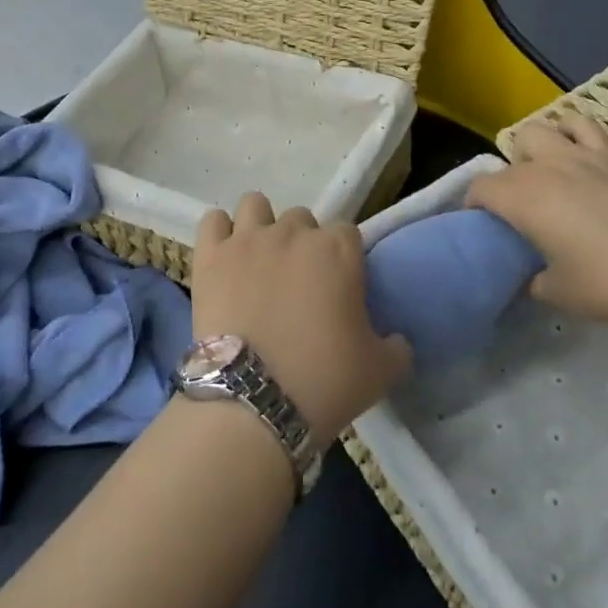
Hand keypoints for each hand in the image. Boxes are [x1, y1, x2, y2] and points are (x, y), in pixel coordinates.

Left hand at [192, 193, 410, 444]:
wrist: (253, 402)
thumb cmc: (324, 382)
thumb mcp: (380, 371)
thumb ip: (396, 347)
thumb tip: (397, 340)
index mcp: (339, 250)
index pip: (347, 233)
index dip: (343, 258)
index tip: (338, 287)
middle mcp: (294, 232)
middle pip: (301, 219)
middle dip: (302, 243)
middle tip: (297, 284)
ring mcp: (248, 239)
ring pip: (255, 205)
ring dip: (260, 226)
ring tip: (258, 261)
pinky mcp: (210, 256)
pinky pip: (212, 221)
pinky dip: (219, 234)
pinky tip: (225, 258)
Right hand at [468, 113, 607, 337]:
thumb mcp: (560, 294)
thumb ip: (533, 280)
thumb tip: (530, 276)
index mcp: (526, 197)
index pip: (481, 188)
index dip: (472, 206)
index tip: (481, 228)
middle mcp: (549, 166)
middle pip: (511, 152)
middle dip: (506, 176)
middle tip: (519, 209)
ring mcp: (586, 156)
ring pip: (545, 128)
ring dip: (537, 148)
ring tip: (547, 177)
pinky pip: (585, 128)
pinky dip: (573, 134)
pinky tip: (580, 159)